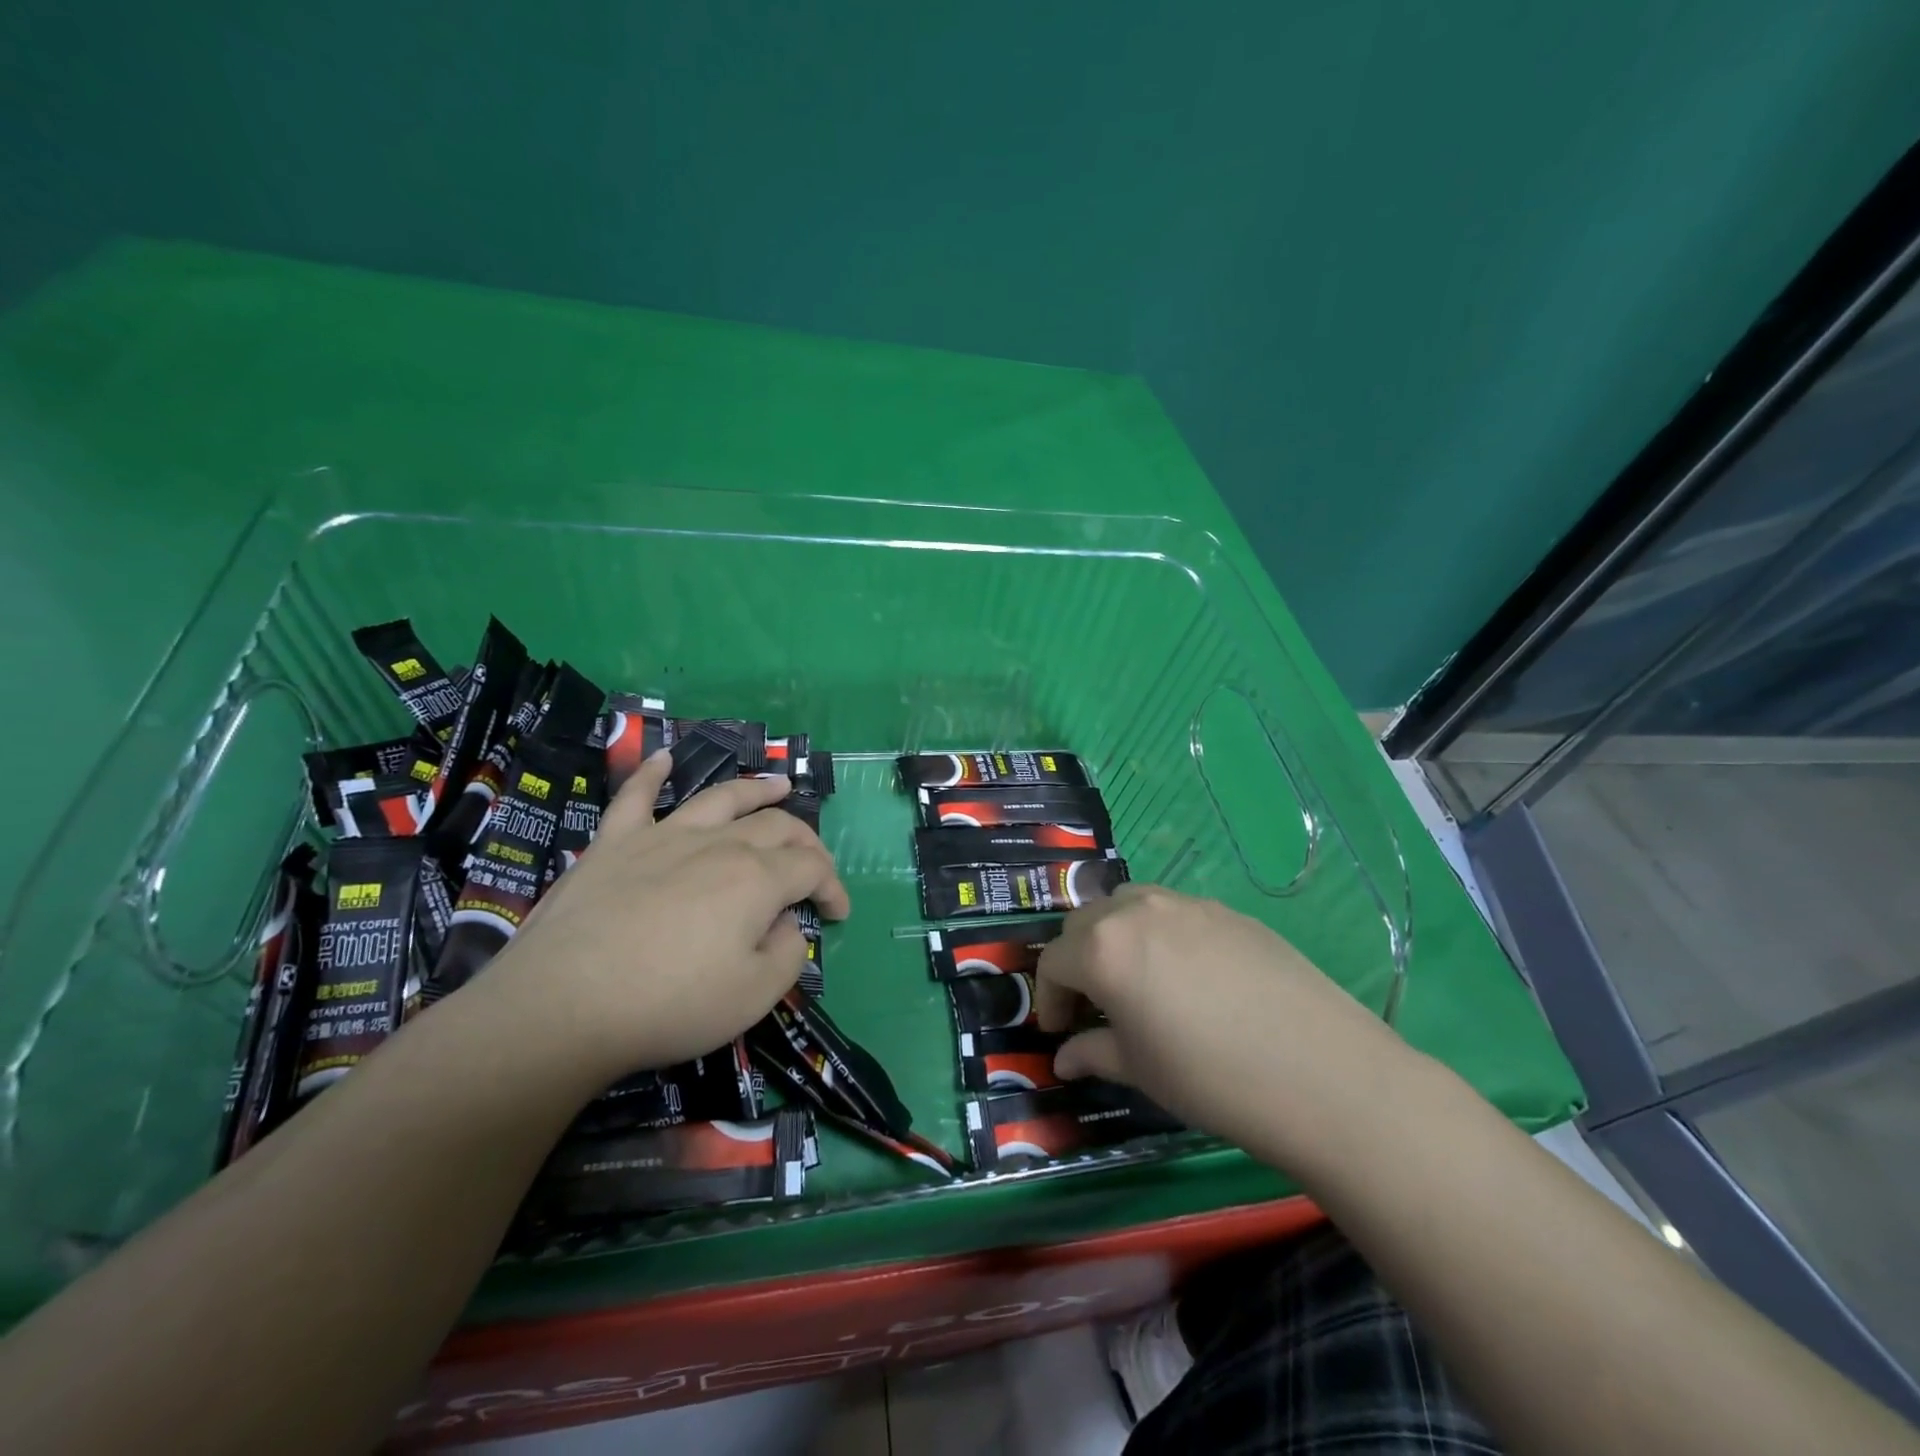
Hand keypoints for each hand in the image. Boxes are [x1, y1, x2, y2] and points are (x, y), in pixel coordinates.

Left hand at [481, 750, 849, 1084]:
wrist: (561, 1006)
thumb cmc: (668, 1005)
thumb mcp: (754, 996)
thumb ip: (788, 954)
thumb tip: (787, 923)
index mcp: (756, 878)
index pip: (811, 867)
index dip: (832, 887)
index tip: (838, 913)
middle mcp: (717, 844)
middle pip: (775, 826)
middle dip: (806, 841)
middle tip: (815, 863)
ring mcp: (662, 837)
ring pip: (720, 799)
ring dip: (755, 789)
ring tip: (778, 784)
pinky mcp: (613, 844)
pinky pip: (634, 797)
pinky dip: (651, 775)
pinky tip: (662, 759)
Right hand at [1035, 884, 1413, 1168]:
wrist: (1321, 1072)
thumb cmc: (1211, 1078)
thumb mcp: (1140, 1070)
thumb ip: (1092, 1053)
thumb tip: (1064, 1058)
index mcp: (1103, 949)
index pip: (1052, 961)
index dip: (1048, 997)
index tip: (1059, 1030)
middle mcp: (1136, 910)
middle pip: (1084, 922)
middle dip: (1076, 960)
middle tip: (1092, 1004)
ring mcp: (1185, 904)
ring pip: (1127, 904)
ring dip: (1115, 935)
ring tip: (1135, 978)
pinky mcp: (1226, 910)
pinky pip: (1173, 910)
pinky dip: (1159, 933)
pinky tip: (1188, 975)